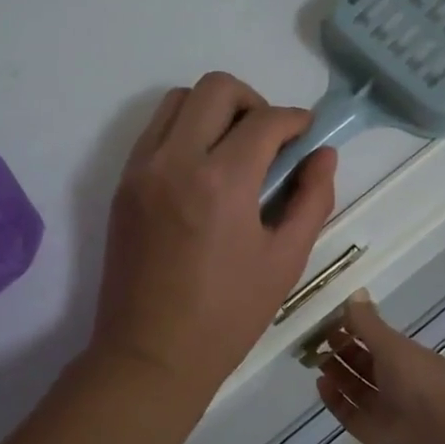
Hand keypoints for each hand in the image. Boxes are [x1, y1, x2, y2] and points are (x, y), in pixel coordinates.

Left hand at [91, 72, 338, 400]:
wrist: (149, 354)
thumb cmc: (227, 316)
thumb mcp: (285, 261)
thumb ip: (311, 199)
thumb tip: (322, 154)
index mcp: (222, 182)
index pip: (265, 120)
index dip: (295, 120)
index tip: (306, 136)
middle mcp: (176, 161)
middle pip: (216, 88)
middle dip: (253, 101)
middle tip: (269, 140)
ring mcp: (141, 170)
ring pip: (178, 101)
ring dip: (213, 110)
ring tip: (234, 150)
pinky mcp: (122, 185)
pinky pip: (154, 132)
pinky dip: (183, 131)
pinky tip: (202, 170)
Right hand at [315, 292, 444, 443]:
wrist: (436, 439)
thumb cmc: (418, 383)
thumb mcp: (393, 345)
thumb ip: (369, 322)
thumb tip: (355, 292)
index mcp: (408, 359)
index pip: (377, 340)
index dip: (354, 328)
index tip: (330, 319)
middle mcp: (396, 382)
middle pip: (363, 363)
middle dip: (341, 350)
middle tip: (315, 338)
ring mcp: (382, 408)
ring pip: (354, 387)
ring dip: (335, 373)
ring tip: (313, 358)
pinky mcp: (369, 430)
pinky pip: (347, 412)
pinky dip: (333, 399)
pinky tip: (320, 384)